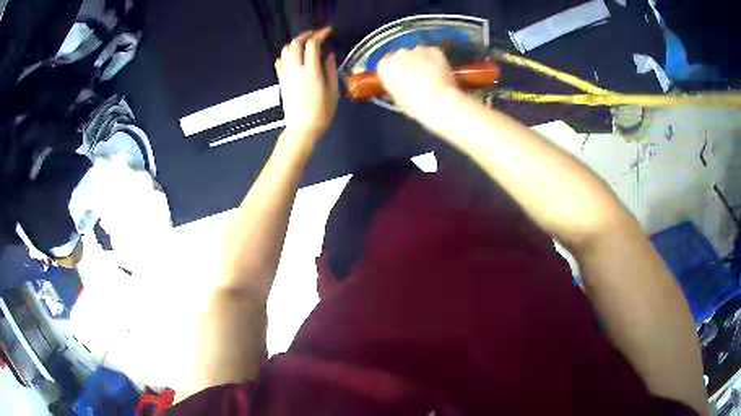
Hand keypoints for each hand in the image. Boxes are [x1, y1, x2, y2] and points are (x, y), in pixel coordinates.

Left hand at [275, 27, 338, 139]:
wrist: (302, 129)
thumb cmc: (322, 113)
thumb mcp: (333, 91)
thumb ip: (330, 70)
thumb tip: (329, 55)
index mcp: (311, 72)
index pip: (312, 45)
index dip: (320, 35)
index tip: (328, 32)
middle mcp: (295, 70)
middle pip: (295, 44)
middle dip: (306, 35)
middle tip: (316, 35)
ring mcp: (286, 75)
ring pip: (285, 51)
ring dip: (295, 43)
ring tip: (305, 44)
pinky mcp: (281, 82)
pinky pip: (279, 62)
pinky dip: (286, 55)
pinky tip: (293, 57)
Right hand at [377, 46, 457, 116]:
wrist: (438, 102)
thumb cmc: (415, 105)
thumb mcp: (397, 98)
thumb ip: (396, 84)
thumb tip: (401, 83)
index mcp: (385, 66)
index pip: (387, 64)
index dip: (396, 72)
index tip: (402, 79)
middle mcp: (399, 54)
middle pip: (402, 56)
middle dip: (409, 65)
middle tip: (418, 79)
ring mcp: (417, 50)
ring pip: (418, 53)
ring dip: (422, 61)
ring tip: (431, 77)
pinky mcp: (434, 50)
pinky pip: (432, 53)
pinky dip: (435, 60)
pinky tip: (439, 73)